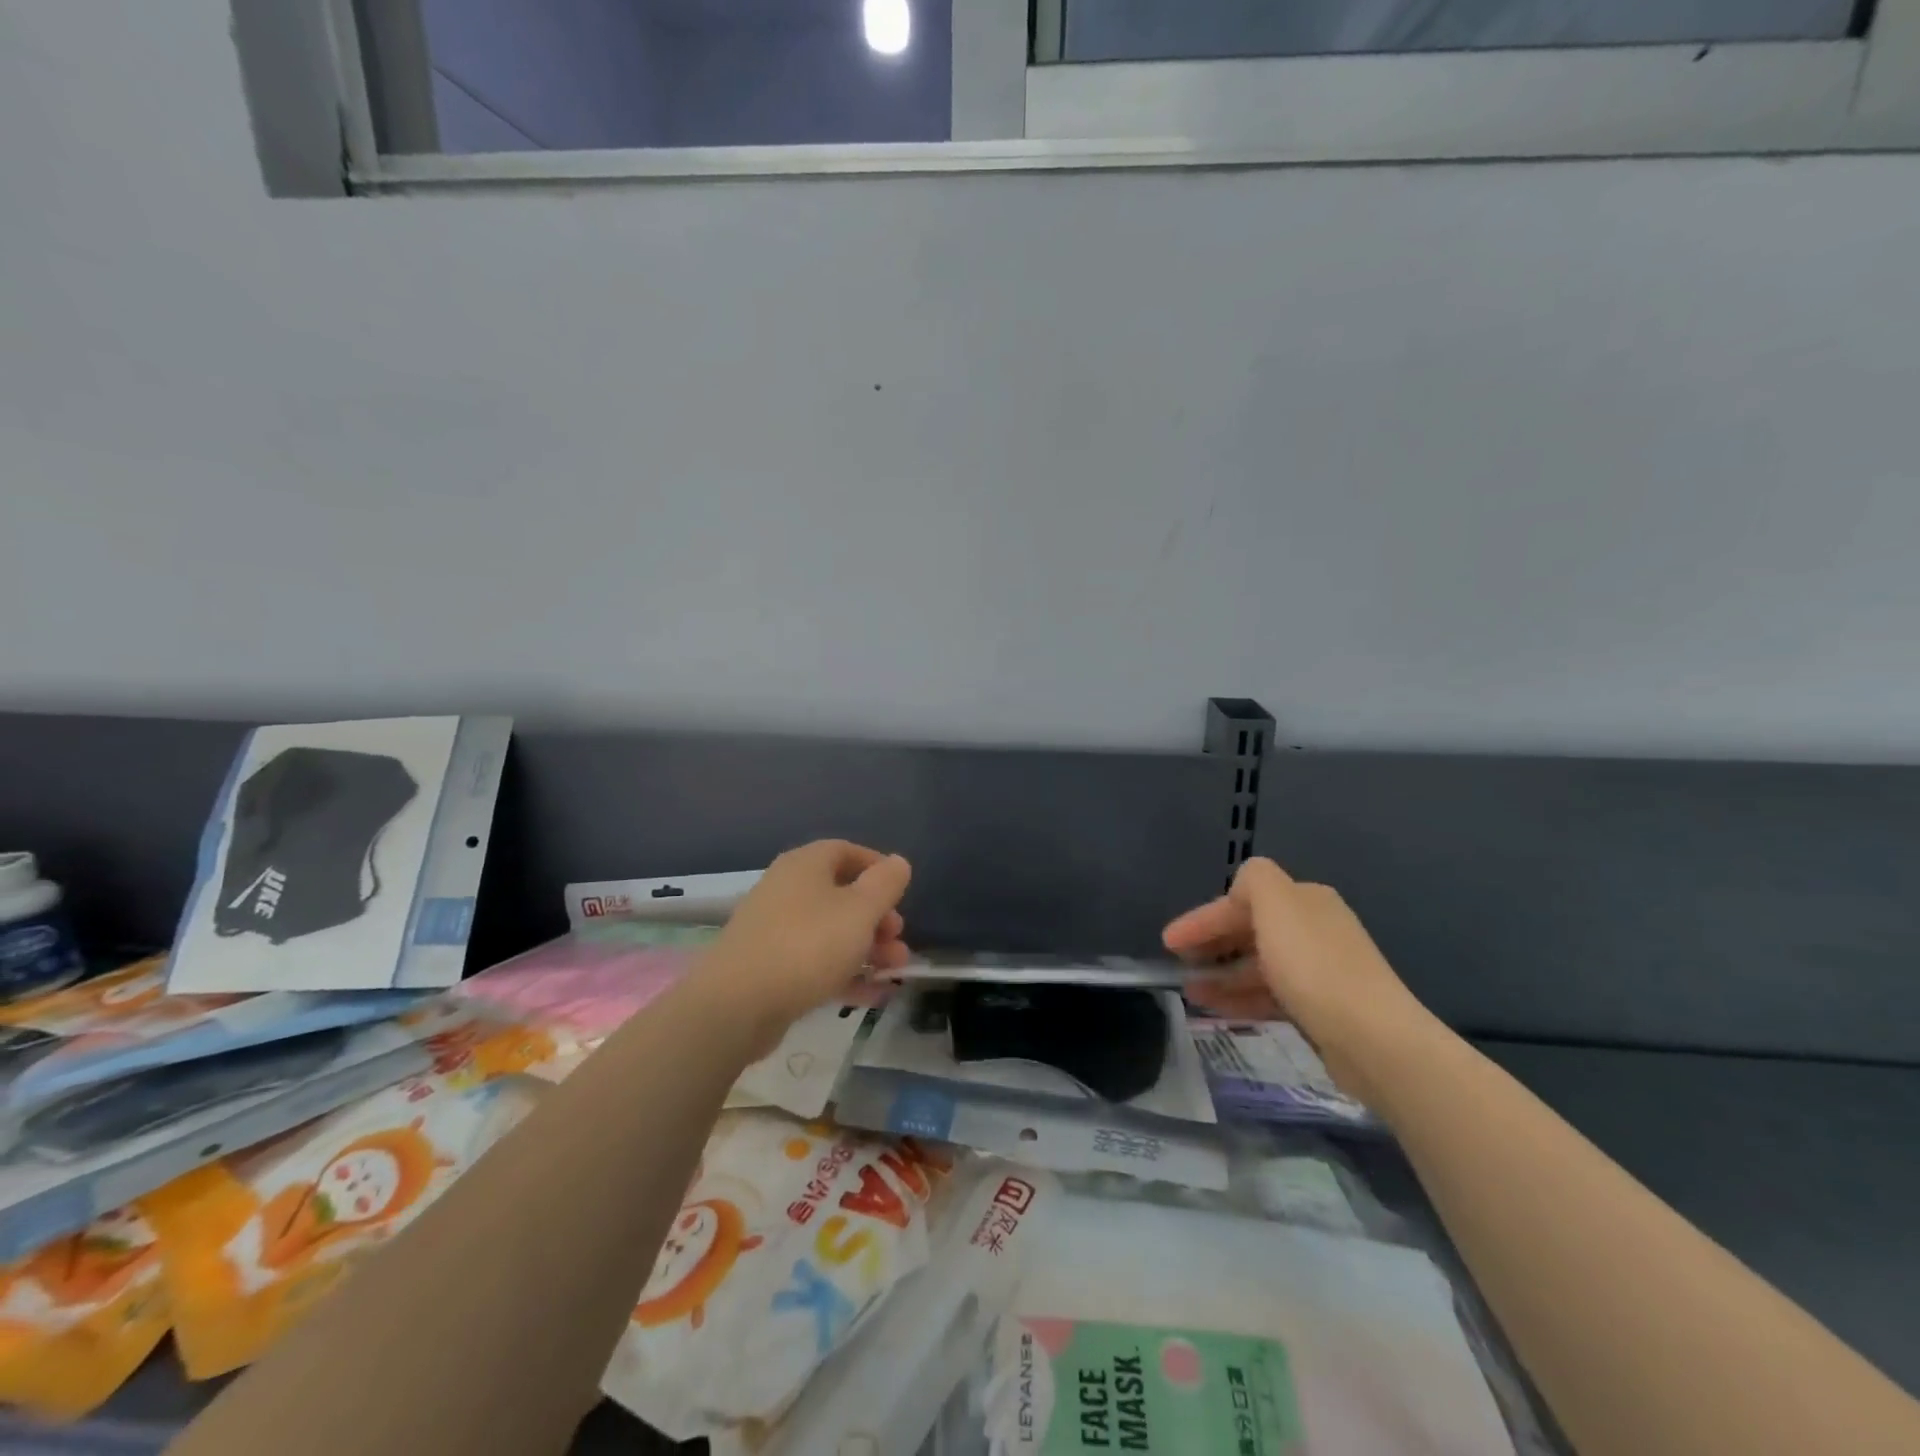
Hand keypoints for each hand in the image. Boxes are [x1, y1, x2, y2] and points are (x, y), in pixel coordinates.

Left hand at [697, 840, 911, 1042]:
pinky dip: (843, 974)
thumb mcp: (860, 911)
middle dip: (877, 918)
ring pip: (830, 932)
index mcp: (805, 865)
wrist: (736, 1005)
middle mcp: (787, 890)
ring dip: (866, 949)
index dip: (876, 867)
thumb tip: (897, 862)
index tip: (901, 891)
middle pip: (840, 895)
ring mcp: (774, 930)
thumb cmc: (807, 945)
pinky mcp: (768, 968)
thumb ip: (884, 884)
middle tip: (898, 940)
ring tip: (894, 972)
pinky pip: (814, 962)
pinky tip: (870, 996)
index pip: (845, 851)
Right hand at [1163, 857, 1434, 1099]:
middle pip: (1251, 930)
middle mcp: (1316, 929)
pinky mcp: (1324, 1009)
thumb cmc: (1314, 966)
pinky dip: (1242, 998)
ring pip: (1259, 966)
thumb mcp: (1277, 905)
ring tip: (1191, 993)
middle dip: (1212, 945)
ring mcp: (1322, 970)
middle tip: (1179, 965)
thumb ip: (1253, 880)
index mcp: (1305, 900)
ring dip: (1222, 976)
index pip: (1242, 898)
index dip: (1203, 918)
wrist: (1375, 1040)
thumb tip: (1241, 885)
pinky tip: (1219, 1010)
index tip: (1169, 941)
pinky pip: (1271, 995)